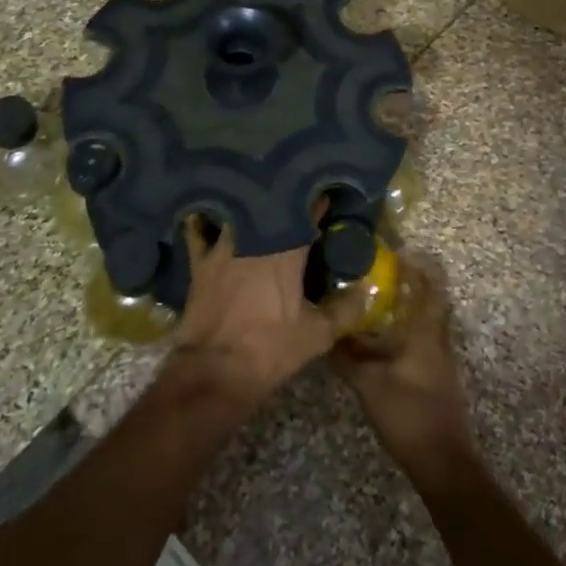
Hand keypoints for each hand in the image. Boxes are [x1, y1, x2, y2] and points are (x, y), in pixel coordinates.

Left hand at [168, 215, 360, 412]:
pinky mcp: (199, 261)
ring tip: (259, 201)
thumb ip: (345, 309)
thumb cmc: (269, 349)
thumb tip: (366, 289)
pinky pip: (199, 231)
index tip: (327, 194)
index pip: (307, 212)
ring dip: (250, 205)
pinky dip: (205, 221)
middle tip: (296, 197)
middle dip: (285, 199)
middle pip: (271, 205)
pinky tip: (209, 214)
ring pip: (238, 212)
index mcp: (286, 250)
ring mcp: (222, 246)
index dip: (318, 201)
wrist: (214, 371)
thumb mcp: (317, 335)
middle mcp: (253, 238)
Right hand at [331, 258, 475, 488]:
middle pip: (432, 302)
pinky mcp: (438, 377)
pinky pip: (424, 341)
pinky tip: (386, 338)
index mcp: (426, 334)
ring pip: (428, 322)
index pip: (430, 288)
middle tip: (384, 273)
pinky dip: (408, 330)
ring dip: (410, 307)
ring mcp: (441, 360)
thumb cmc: (408, 414)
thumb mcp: (368, 384)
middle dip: (413, 284)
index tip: (398, 252)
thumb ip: (346, 356)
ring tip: (380, 300)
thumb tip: (324, 332)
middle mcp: (438, 340)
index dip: (419, 267)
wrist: (443, 462)